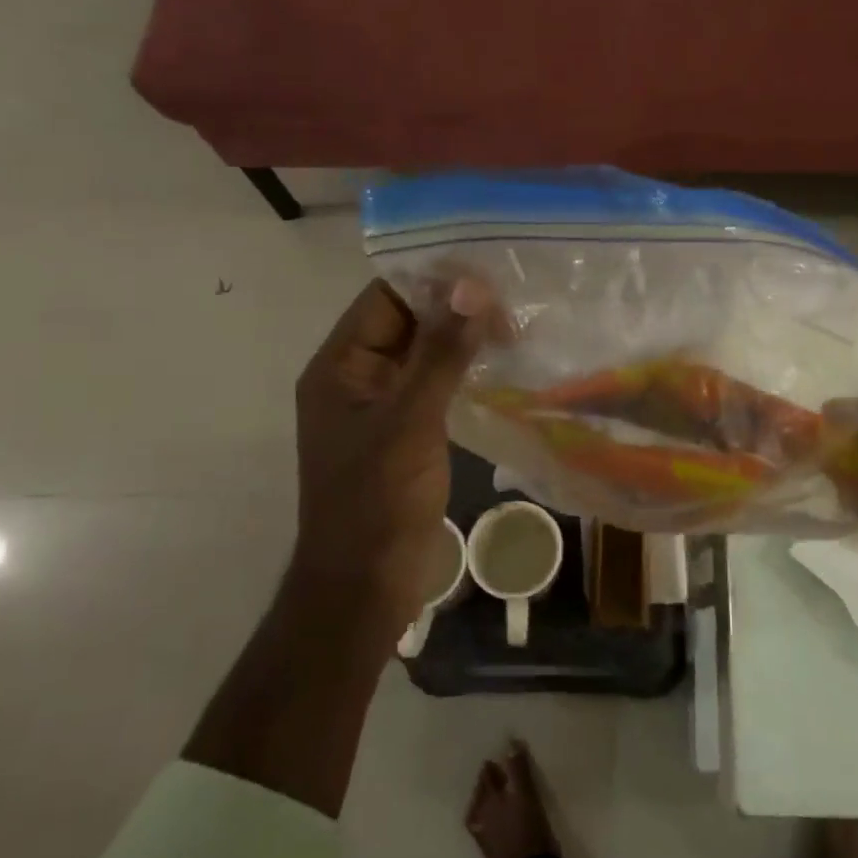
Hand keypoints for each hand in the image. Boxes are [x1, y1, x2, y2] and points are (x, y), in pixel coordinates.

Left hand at [290, 276, 491, 635]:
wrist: (365, 585)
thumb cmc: (378, 500)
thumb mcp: (411, 420)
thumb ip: (441, 353)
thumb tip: (472, 288)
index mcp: (340, 365)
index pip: (385, 298)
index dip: (433, 280)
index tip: (488, 273)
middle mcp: (356, 377)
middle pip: (406, 321)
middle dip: (455, 308)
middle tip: (514, 300)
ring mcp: (382, 406)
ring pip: (425, 353)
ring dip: (464, 339)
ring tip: (517, 326)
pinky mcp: (406, 431)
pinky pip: (435, 385)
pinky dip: (464, 371)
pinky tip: (502, 366)